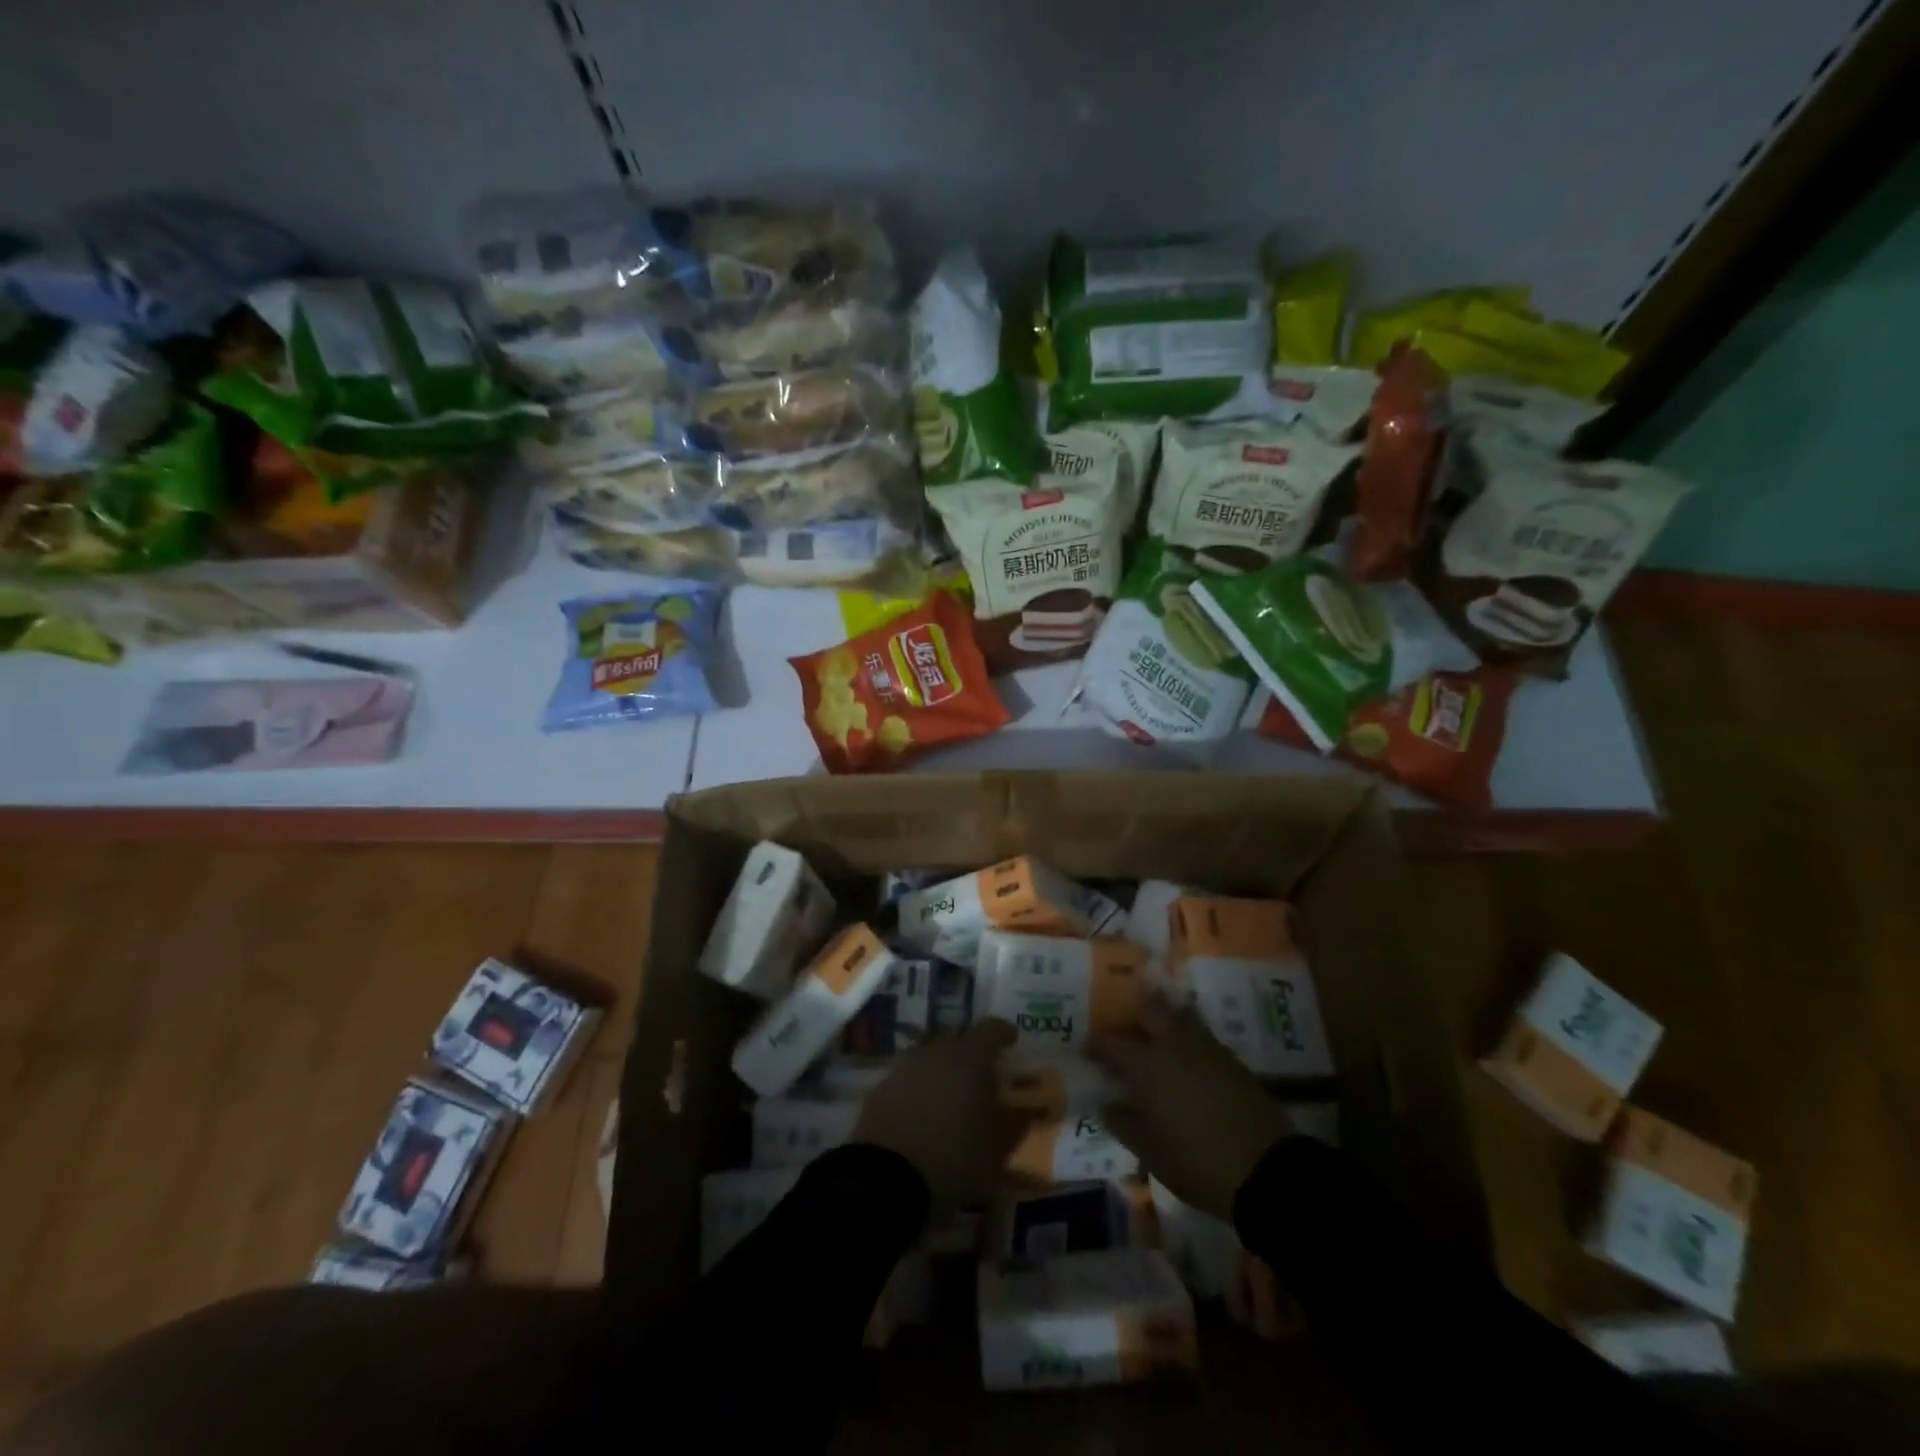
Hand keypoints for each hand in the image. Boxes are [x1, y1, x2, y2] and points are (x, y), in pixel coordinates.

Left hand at [854, 1019, 1027, 1210]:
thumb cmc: (954, 1159)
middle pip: (956, 1038)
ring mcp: (904, 1067)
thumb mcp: (997, 1150)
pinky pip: (907, 1077)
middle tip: (980, 1073)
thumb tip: (1024, 1111)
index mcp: (969, 1058)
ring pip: (929, 1055)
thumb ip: (1014, 1124)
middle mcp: (935, 1052)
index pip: (990, 1029)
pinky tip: (922, 1112)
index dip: (1003, 1032)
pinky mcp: (880, 1089)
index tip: (1011, 1040)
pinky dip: (918, 1087)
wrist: (886, 1180)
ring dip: (942, 1068)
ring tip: (950, 1095)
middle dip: (970, 1050)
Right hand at [1088, 997, 1294, 1221]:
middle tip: (1125, 1034)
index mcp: (1149, 1066)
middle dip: (1133, 1015)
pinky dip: (1187, 1038)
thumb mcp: (1151, 1153)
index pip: (1113, 1043)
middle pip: (1150, 1009)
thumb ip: (1124, 1123)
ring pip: (1179, 1016)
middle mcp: (1175, 1045)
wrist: (1266, 1171)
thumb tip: (1107, 1104)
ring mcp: (1207, 1048)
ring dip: (1163, 1021)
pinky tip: (1185, 1060)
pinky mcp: (1231, 1059)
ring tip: (1155, 1041)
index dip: (1097, 1045)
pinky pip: (1201, 1034)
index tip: (1087, 1051)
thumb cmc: (1198, 1164)